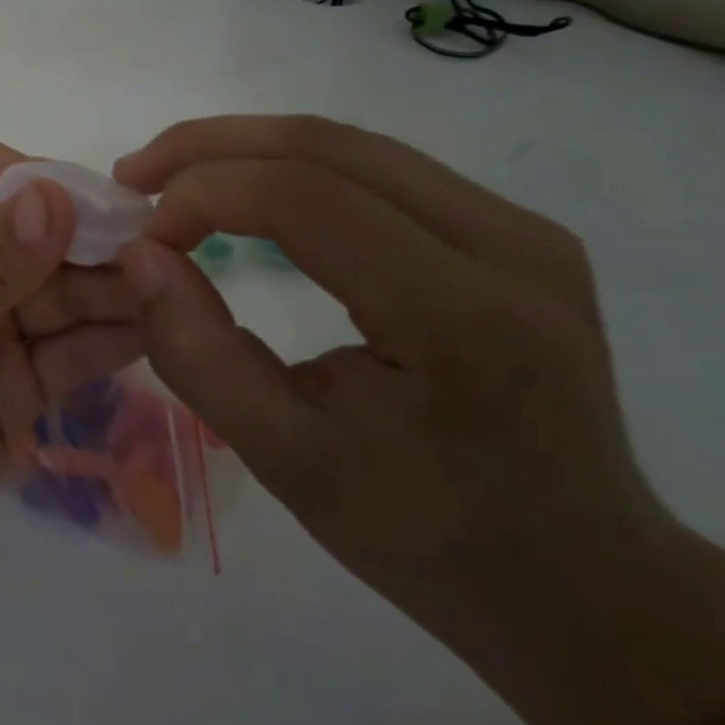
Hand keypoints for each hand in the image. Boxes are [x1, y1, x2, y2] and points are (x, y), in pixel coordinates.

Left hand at [0, 144, 144, 582]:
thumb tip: (57, 195)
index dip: (44, 180)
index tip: (105, 205)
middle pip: (40, 238)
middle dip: (94, 241)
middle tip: (163, 253)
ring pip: (63, 296)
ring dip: (112, 290)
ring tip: (173, 290)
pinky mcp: (12, 389)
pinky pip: (69, 355)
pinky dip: (108, 343)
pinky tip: (155, 332)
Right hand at [112, 115, 724, 724]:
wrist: (589, 582)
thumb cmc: (430, 539)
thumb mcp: (288, 463)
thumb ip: (199, 354)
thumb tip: (138, 254)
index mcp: (465, 316)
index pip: (307, 199)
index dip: (204, 195)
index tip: (143, 237)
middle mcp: (508, 245)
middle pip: (326, 146)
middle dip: (211, 148)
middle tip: (134, 176)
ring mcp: (520, 228)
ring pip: (348, 143)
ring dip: (245, 147)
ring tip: (172, 177)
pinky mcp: (510, 229)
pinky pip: (375, 166)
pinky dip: (290, 165)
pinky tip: (245, 190)